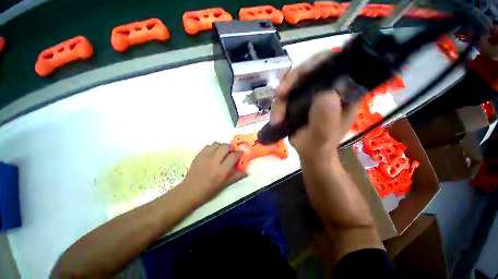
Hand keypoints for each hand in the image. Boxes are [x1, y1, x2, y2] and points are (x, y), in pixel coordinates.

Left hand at [181, 143, 246, 203]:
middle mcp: (214, 162)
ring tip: (223, 151)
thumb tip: (247, 171)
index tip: (241, 153)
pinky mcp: (198, 155)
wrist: (190, 191)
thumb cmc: (209, 190)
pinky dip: (213, 147)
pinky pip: (208, 146)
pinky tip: (214, 152)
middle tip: (232, 152)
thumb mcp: (225, 185)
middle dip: (231, 147)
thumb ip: (237, 176)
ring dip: (222, 146)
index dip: (239, 153)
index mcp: (221, 171)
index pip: (233, 156)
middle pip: (225, 147)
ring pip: (217, 144)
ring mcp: (205, 157)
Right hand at [271, 51, 358, 163]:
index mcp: (344, 91)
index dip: (317, 62)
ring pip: (293, 83)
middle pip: (309, 69)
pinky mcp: (299, 99)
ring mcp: (312, 92)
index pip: (335, 63)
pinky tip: (276, 119)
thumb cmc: (320, 145)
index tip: (300, 75)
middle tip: (280, 95)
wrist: (310, 152)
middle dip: (291, 81)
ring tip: (276, 119)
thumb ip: (326, 116)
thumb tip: (324, 92)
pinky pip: (285, 95)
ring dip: (281, 100)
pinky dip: (278, 106)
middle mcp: (328, 87)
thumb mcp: (324, 134)